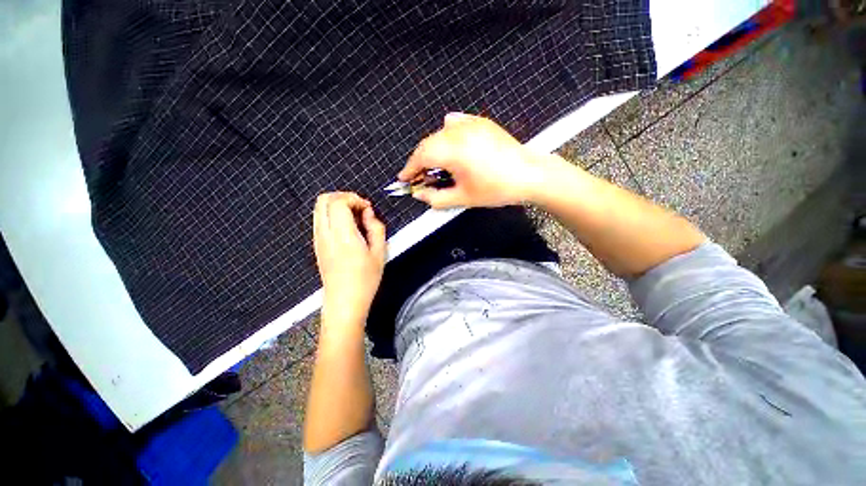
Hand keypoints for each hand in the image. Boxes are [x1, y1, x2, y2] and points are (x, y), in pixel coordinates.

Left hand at [313, 192, 385, 322]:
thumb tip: (368, 213)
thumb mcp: (380, 253)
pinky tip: (347, 227)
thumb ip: (376, 228)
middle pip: (323, 200)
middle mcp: (325, 233)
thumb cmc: (366, 279)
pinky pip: (319, 220)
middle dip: (343, 197)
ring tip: (354, 217)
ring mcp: (318, 239)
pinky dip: (331, 215)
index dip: (354, 198)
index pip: (338, 202)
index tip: (368, 208)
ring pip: (318, 208)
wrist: (344, 302)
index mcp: (343, 235)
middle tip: (360, 208)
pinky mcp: (316, 245)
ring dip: (336, 205)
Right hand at [398, 113, 548, 208]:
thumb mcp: (463, 198)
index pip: (421, 156)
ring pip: (439, 134)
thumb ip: (436, 198)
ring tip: (436, 166)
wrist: (529, 175)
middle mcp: (458, 131)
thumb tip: (419, 194)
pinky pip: (455, 124)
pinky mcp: (480, 122)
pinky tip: (450, 146)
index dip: (409, 168)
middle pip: (428, 143)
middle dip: (419, 160)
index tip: (404, 178)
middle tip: (419, 176)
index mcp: (453, 150)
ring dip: (432, 149)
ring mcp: (470, 124)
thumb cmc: (497, 189)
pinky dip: (446, 136)